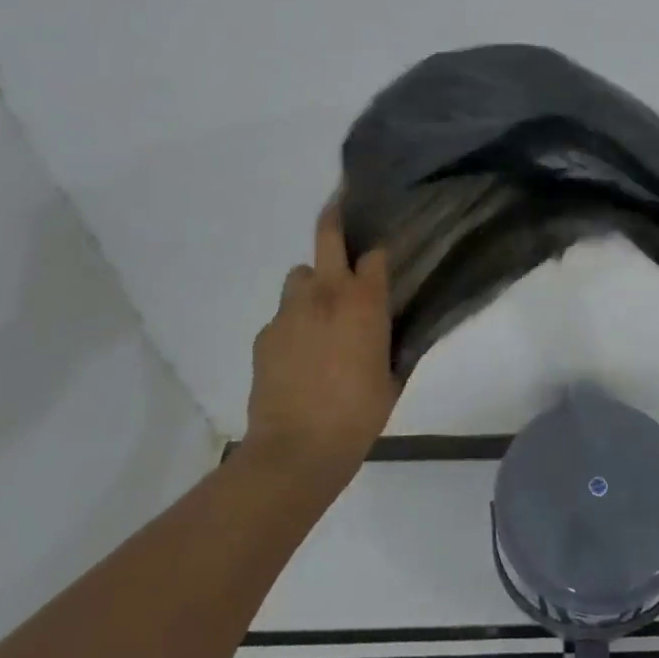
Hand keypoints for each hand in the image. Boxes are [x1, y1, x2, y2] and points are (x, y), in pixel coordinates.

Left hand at [243, 202, 394, 492]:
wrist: (296, 449)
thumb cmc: (358, 415)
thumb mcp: (392, 377)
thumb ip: (393, 342)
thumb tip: (393, 328)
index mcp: (364, 302)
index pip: (374, 254)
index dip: (379, 253)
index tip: (383, 257)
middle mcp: (326, 294)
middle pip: (327, 235)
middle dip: (335, 216)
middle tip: (340, 207)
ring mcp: (289, 311)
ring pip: (299, 275)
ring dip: (311, 284)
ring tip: (319, 314)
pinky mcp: (264, 333)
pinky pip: (282, 315)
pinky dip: (292, 323)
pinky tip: (298, 354)